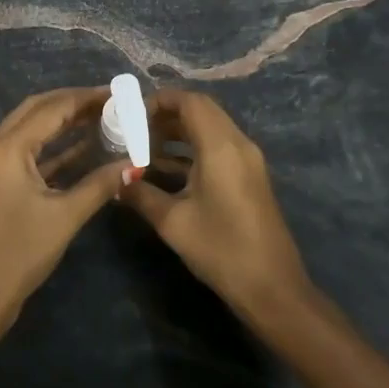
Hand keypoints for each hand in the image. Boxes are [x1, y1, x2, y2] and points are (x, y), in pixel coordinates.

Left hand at [0, 87, 131, 339]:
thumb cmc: (19, 254)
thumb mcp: (65, 217)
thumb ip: (100, 184)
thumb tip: (135, 164)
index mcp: (6, 148)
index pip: (51, 108)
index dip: (86, 98)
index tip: (118, 93)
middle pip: (36, 110)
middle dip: (72, 103)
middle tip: (110, 102)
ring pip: (29, 130)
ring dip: (62, 124)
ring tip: (102, 119)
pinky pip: (25, 153)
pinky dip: (51, 148)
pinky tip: (81, 149)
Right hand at [121, 90, 310, 322]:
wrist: (272, 287)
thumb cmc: (221, 249)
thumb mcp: (173, 222)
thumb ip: (141, 194)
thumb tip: (116, 180)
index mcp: (221, 146)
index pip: (190, 102)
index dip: (160, 100)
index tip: (131, 113)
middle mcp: (238, 144)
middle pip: (202, 111)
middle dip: (166, 115)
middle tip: (133, 129)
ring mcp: (248, 161)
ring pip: (210, 129)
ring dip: (178, 133)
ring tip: (143, 147)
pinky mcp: (249, 177)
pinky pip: (218, 147)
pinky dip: (192, 149)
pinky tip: (166, 170)